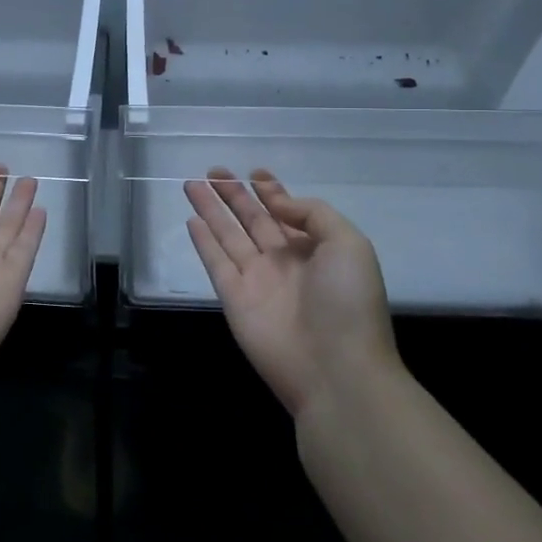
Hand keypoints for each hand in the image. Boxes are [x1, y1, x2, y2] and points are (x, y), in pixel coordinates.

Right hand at [185, 169, 398, 416]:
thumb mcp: (348, 244)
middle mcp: (284, 262)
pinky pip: (215, 263)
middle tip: (214, 171)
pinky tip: (192, 221)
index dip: (272, 192)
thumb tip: (275, 204)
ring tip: (192, 184)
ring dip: (212, 210)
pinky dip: (203, 242)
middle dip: (235, 194)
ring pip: (229, 235)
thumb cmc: (348, 303)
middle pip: (253, 219)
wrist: (336, 370)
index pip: (287, 213)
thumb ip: (312, 214)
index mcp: (316, 250)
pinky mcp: (234, 299)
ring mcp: (257, 280)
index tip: (255, 172)